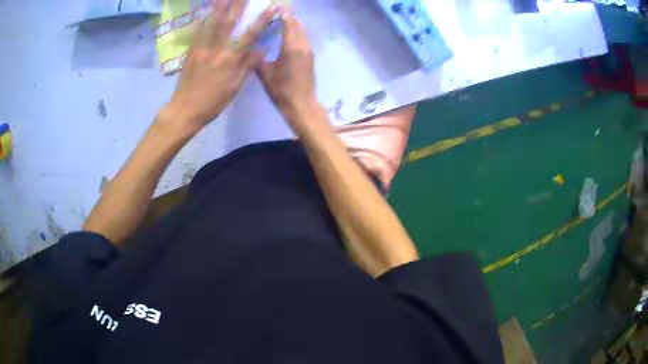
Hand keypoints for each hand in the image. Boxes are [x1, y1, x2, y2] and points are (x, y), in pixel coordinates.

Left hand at [165, 0, 275, 129]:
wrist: (185, 110)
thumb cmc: (213, 102)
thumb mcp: (234, 87)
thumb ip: (247, 65)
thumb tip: (263, 48)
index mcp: (229, 60)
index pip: (248, 36)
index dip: (260, 20)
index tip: (271, 8)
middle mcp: (215, 50)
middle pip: (228, 23)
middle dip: (237, 6)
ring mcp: (201, 49)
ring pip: (211, 24)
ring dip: (219, 8)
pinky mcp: (190, 52)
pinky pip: (197, 33)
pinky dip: (203, 20)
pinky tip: (207, 11)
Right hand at [256, 7, 317, 119]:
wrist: (302, 105)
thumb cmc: (282, 91)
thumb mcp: (265, 75)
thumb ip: (259, 58)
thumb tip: (252, 47)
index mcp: (291, 48)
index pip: (289, 23)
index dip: (283, 13)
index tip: (276, 4)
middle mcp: (302, 46)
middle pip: (297, 24)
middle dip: (288, 15)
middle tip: (276, 10)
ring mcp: (308, 51)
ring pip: (301, 31)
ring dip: (293, 23)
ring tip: (281, 18)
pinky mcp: (310, 57)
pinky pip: (303, 38)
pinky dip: (296, 31)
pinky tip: (287, 33)